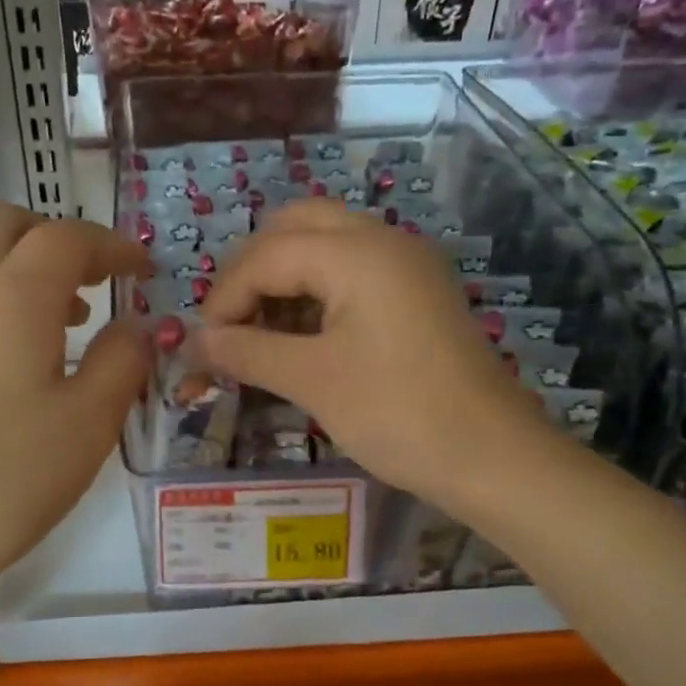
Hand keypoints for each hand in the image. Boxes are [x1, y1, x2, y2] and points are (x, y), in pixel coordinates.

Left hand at [0, 205, 152, 618]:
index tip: (145, 270)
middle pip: (7, 225)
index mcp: (13, 295)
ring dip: (25, 264)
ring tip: (70, 316)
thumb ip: (122, 360)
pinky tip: (24, 353)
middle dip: (59, 236)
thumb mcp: (89, 423)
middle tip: (98, 277)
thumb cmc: (7, 477)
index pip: (67, 237)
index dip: (113, 245)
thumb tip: (136, 326)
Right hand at [198, 199, 545, 512]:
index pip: (266, 254)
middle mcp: (382, 241)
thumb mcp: (313, 381)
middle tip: (230, 324)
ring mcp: (404, 265)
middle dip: (251, 271)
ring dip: (282, 279)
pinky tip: (298, 337)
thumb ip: (246, 352)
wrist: (493, 457)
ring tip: (258, 333)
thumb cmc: (398, 414)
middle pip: (295, 228)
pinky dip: (315, 293)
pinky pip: (351, 272)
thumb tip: (193, 343)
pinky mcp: (415, 293)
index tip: (204, 347)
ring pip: (324, 245)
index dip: (224, 298)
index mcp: (357, 252)